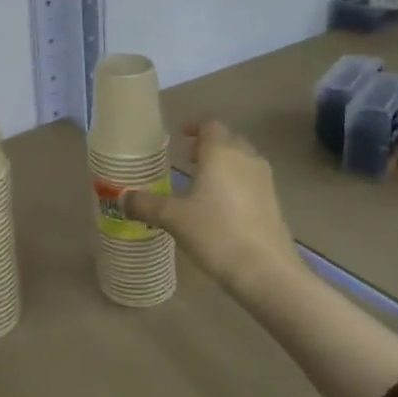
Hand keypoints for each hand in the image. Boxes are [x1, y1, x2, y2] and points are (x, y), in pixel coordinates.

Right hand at [122, 121, 295, 292]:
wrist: (266, 271)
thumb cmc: (216, 233)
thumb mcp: (173, 218)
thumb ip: (146, 204)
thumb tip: (123, 199)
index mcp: (221, 153)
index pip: (210, 125)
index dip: (195, 128)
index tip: (181, 136)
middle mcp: (246, 159)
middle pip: (229, 140)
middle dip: (210, 146)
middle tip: (189, 159)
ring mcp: (264, 181)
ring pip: (243, 161)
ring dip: (225, 165)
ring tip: (203, 184)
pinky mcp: (274, 203)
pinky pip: (252, 182)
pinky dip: (237, 184)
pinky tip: (222, 208)